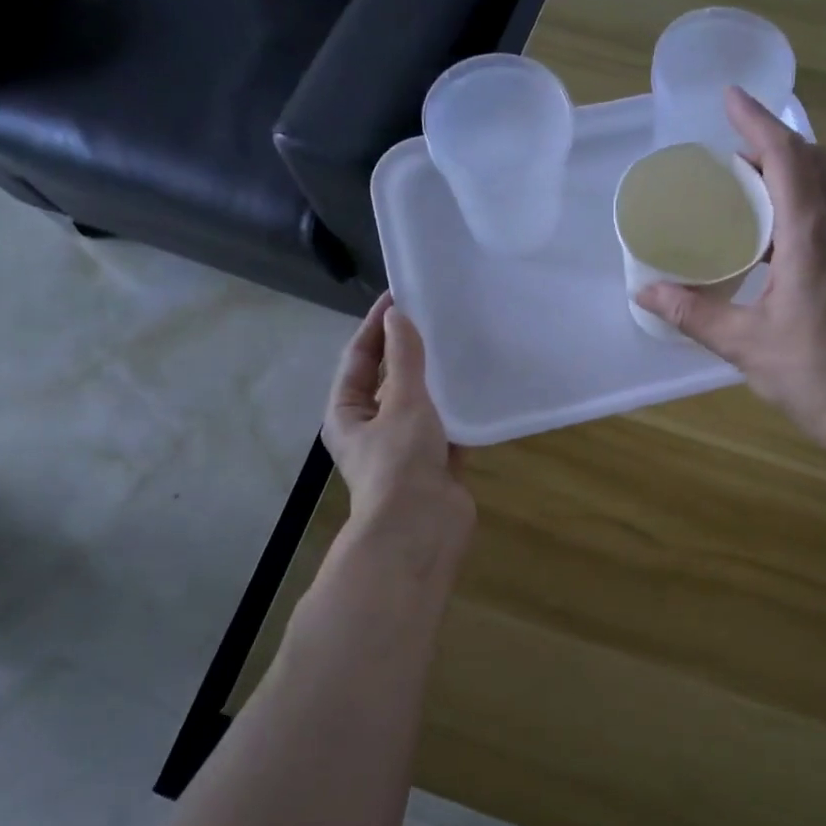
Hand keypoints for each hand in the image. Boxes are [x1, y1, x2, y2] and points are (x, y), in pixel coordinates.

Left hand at [324, 294, 473, 556]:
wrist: (422, 529)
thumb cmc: (401, 462)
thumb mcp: (403, 403)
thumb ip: (404, 360)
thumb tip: (399, 317)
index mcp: (348, 414)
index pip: (359, 358)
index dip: (377, 326)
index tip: (400, 296)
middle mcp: (371, 429)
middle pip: (388, 381)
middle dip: (408, 352)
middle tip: (435, 318)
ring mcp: (404, 449)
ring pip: (420, 406)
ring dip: (435, 382)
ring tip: (459, 347)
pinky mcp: (435, 465)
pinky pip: (446, 430)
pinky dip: (458, 413)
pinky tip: (477, 391)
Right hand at [636, 88, 825, 458]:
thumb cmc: (816, 375)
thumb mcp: (745, 345)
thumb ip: (694, 314)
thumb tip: (646, 296)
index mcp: (810, 237)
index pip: (786, 157)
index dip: (757, 120)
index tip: (729, 97)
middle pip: (815, 161)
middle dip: (774, 143)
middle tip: (732, 155)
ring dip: (790, 175)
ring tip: (745, 192)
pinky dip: (800, 208)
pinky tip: (773, 244)